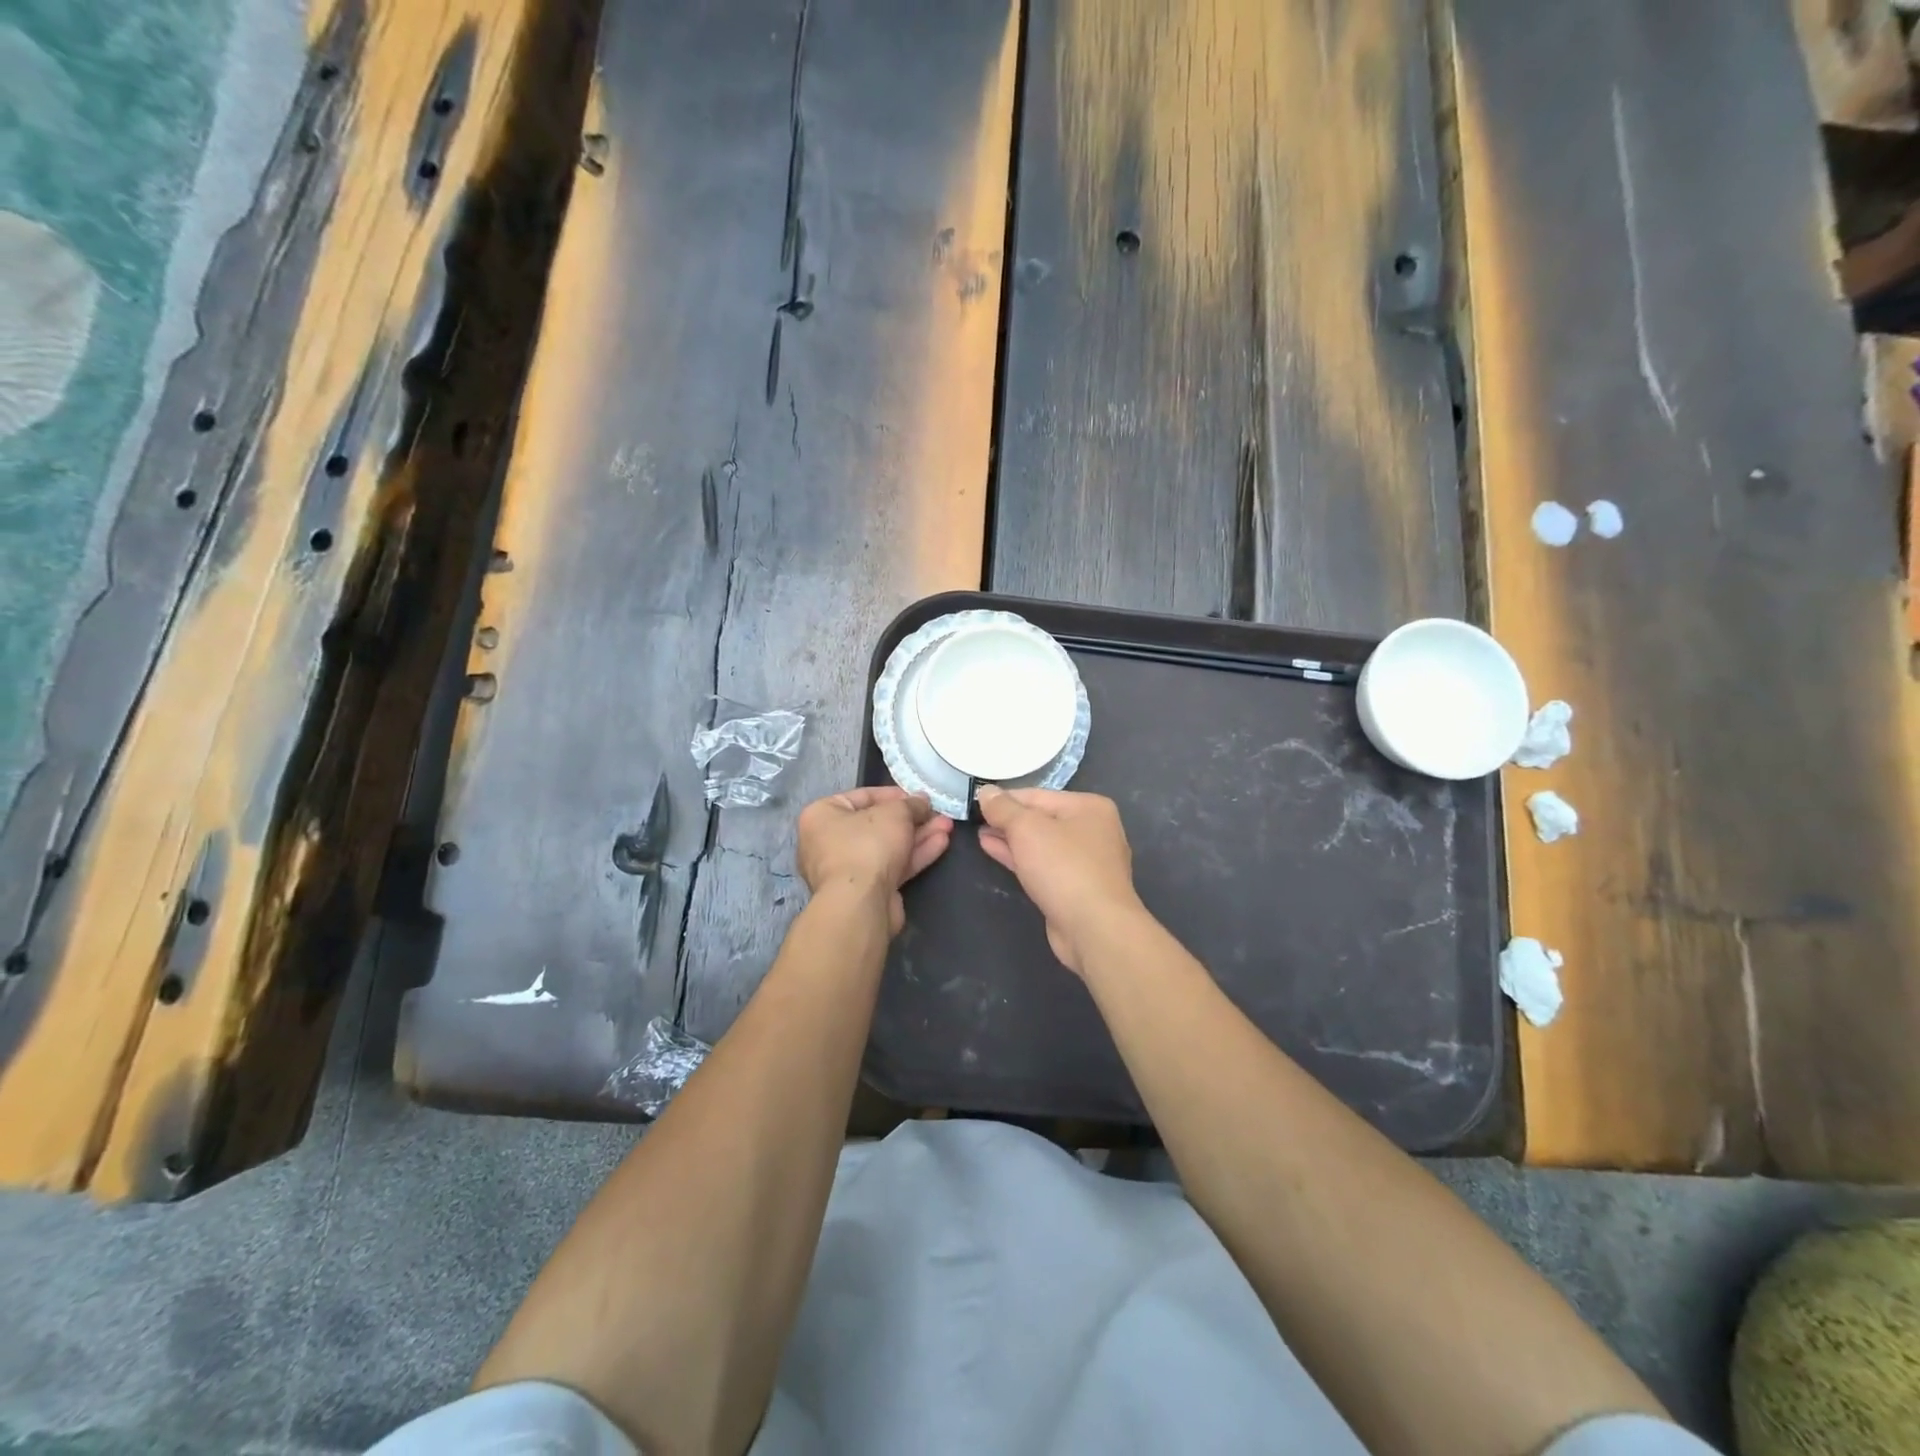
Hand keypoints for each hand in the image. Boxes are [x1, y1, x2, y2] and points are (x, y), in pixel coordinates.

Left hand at [797, 786, 951, 933]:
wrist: (860, 904)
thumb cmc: (867, 845)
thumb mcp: (894, 812)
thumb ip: (911, 804)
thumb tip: (921, 801)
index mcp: (821, 816)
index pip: (861, 797)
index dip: (894, 795)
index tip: (918, 797)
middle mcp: (828, 842)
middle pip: (877, 824)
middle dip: (912, 819)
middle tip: (937, 813)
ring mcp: (847, 870)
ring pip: (888, 847)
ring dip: (918, 836)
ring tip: (947, 826)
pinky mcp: (866, 891)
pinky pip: (892, 866)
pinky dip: (915, 855)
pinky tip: (941, 843)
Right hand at [975, 787, 1143, 975]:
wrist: (1094, 928)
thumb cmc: (1063, 867)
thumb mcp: (1027, 829)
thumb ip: (1003, 808)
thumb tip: (986, 791)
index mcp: (1089, 807)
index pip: (1038, 795)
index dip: (1004, 798)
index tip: (975, 801)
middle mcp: (1093, 830)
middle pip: (1041, 819)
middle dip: (1008, 820)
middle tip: (975, 819)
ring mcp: (1086, 862)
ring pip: (1041, 844)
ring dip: (1010, 839)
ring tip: (980, 834)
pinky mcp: (1075, 888)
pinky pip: (1042, 865)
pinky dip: (1019, 858)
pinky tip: (994, 850)